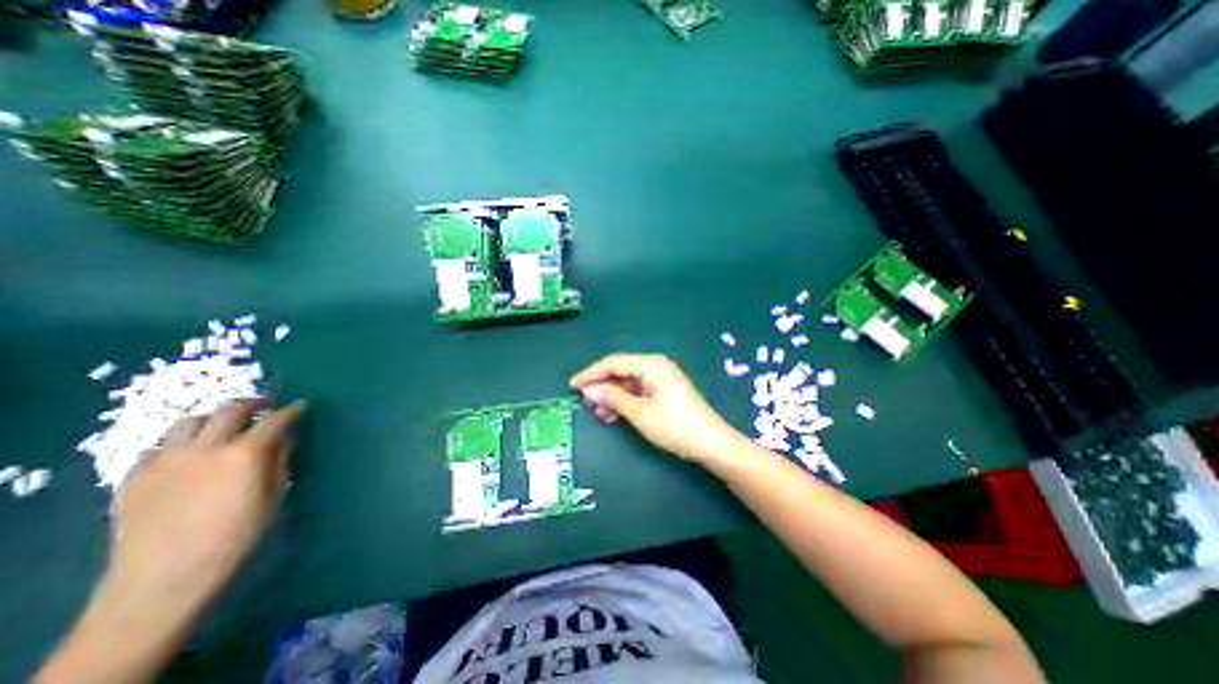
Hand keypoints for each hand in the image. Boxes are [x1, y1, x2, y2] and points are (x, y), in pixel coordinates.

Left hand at [101, 400, 309, 624]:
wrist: (163, 580)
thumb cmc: (235, 537)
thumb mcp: (273, 497)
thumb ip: (279, 461)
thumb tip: (284, 439)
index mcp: (244, 454)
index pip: (274, 420)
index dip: (291, 411)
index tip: (300, 406)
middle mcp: (205, 448)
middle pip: (230, 411)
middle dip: (252, 405)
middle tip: (264, 409)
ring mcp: (164, 461)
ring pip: (188, 421)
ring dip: (213, 418)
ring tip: (223, 426)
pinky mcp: (134, 477)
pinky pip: (159, 447)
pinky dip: (180, 442)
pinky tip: (188, 455)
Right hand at [571, 355, 742, 462]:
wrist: (710, 443)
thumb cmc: (674, 426)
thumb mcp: (639, 413)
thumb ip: (612, 397)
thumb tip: (589, 389)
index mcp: (651, 364)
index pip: (613, 363)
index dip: (591, 373)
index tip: (573, 385)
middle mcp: (655, 365)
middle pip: (620, 371)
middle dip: (602, 387)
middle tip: (586, 403)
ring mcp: (661, 377)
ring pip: (628, 382)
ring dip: (612, 396)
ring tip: (599, 413)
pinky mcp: (664, 389)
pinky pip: (638, 390)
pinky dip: (625, 401)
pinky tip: (615, 415)